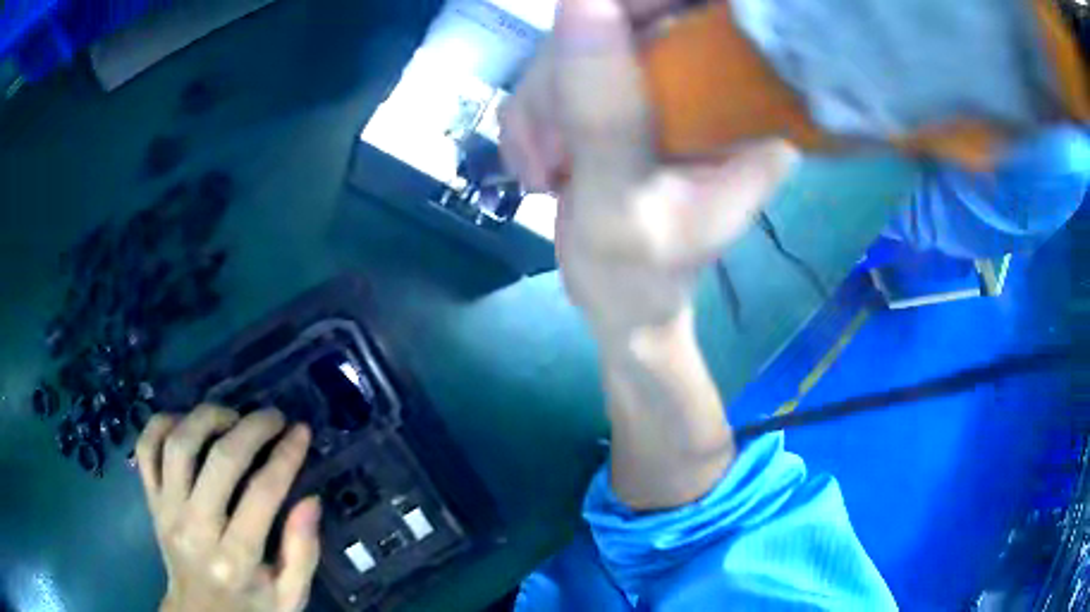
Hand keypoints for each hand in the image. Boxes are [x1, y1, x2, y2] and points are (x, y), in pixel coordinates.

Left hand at [136, 406, 320, 611]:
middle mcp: (195, 529)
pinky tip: (186, 424)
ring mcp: (167, 510)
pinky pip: (146, 448)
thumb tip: (311, 500)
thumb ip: (302, 554)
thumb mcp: (289, 597)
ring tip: (232, 417)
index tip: (301, 431)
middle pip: (220, 460)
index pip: (262, 494)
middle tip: (274, 417)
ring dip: (207, 418)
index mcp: (235, 560)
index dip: (285, 455)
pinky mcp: (151, 500)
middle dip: (252, 428)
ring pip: (179, 444)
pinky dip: (163, 424)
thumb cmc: (250, 608)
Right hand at [501, 0, 797, 342]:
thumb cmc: (636, 277)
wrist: (620, 301)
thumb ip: (603, 112)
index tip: (583, 26)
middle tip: (549, 146)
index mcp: (754, 114)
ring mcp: (671, 83)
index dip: (644, 6)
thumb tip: (580, 0)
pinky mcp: (630, 91)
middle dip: (567, 71)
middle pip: (634, 17)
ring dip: (542, 99)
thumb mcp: (619, 205)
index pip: (713, 16)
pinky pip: (564, 65)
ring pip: (586, 38)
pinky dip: (535, 109)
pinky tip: (540, 159)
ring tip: (543, 167)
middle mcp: (720, 85)